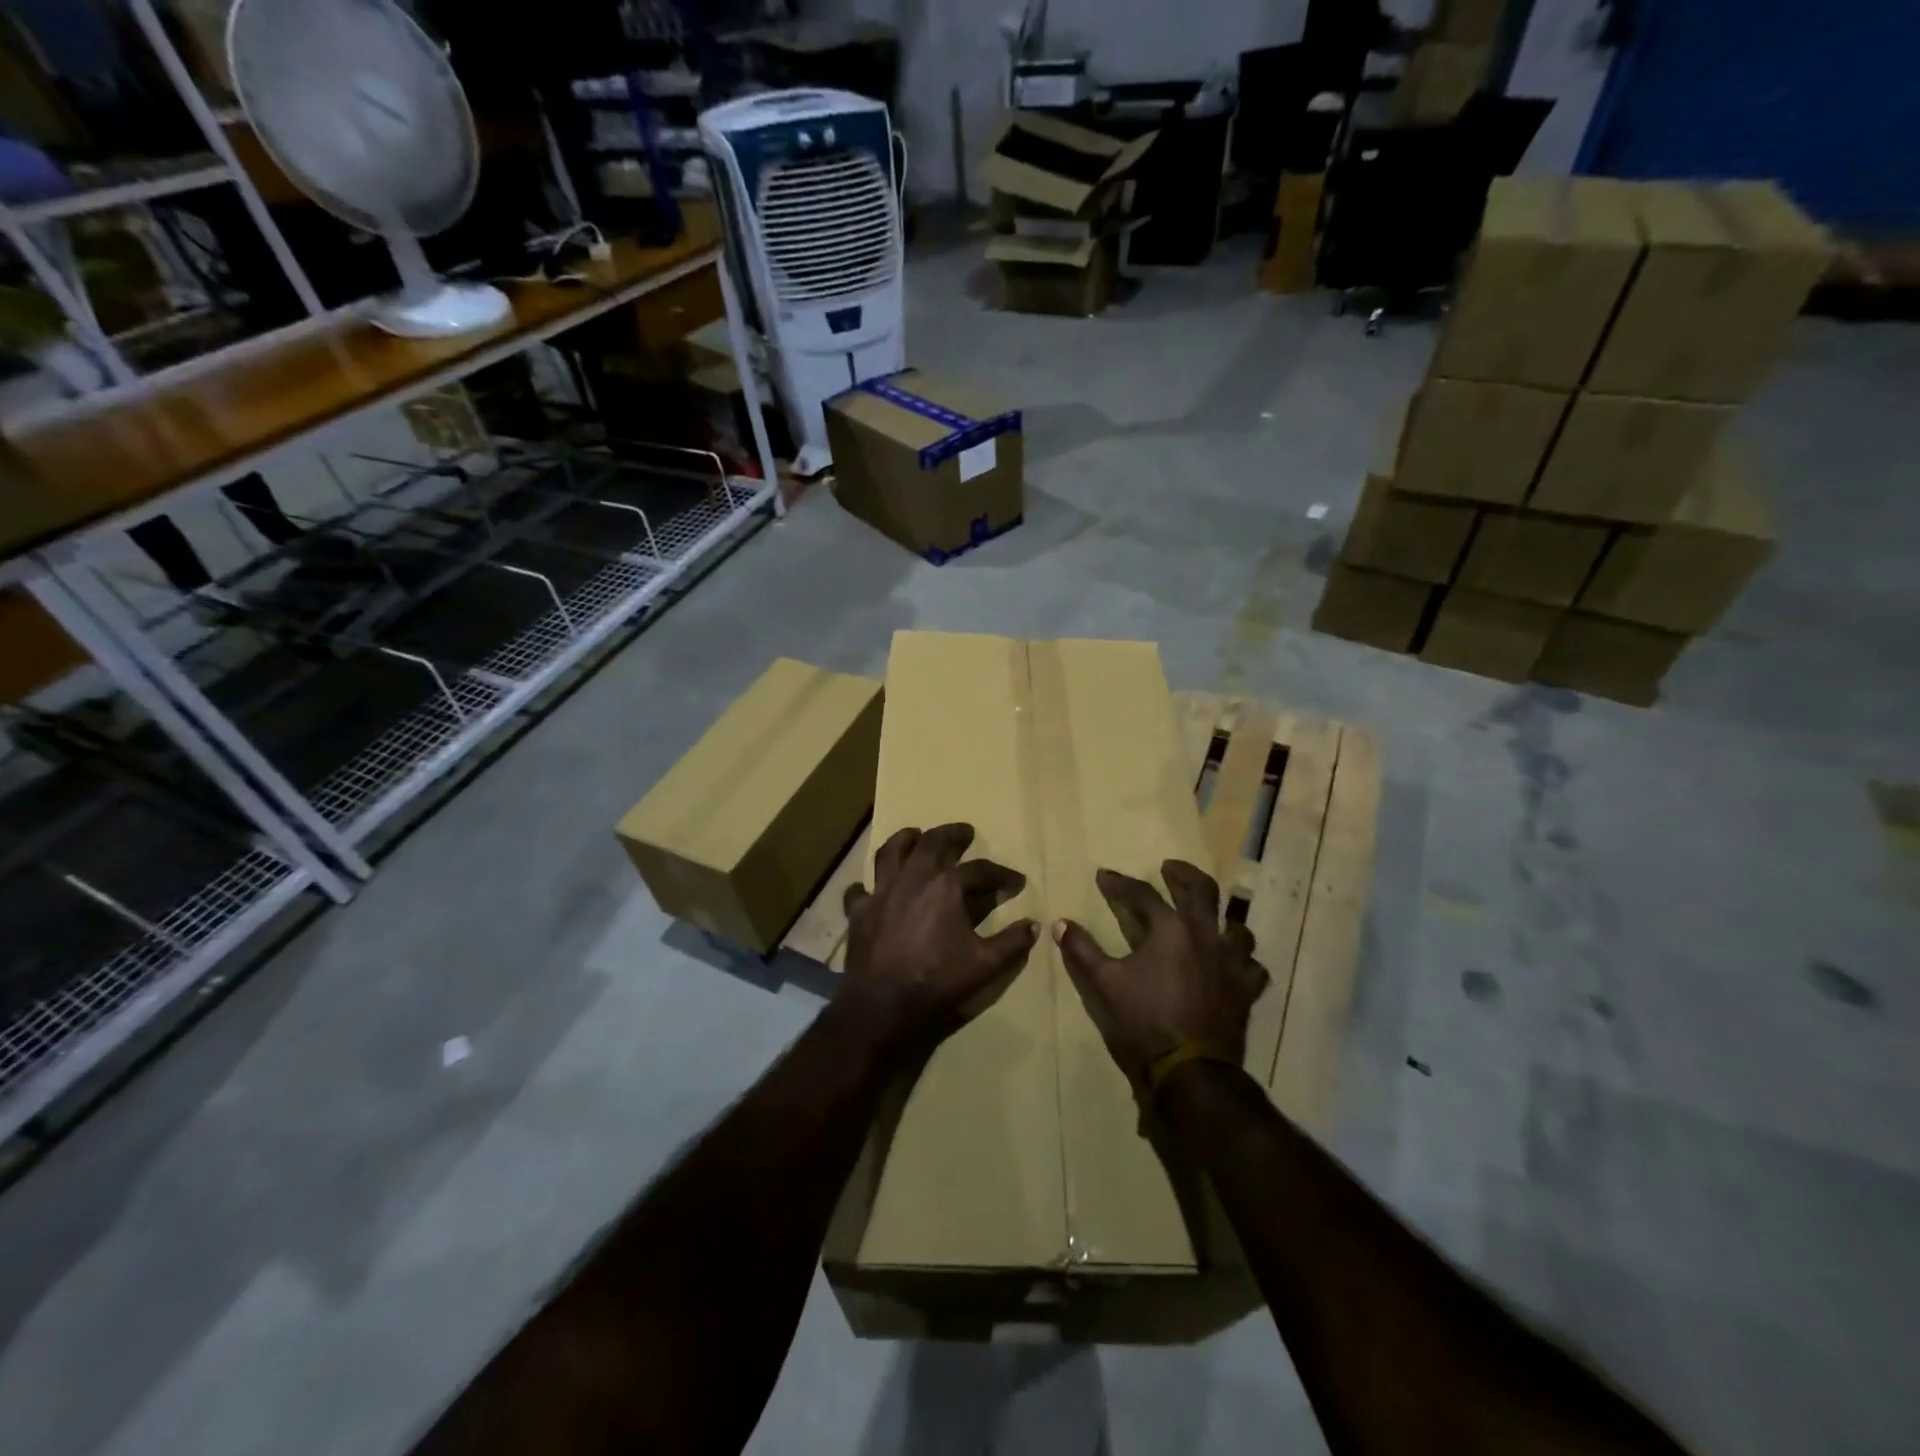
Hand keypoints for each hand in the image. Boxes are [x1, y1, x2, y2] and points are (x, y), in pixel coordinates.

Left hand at [842, 823, 1038, 1046]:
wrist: (883, 1004)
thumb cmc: (937, 981)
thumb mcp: (986, 965)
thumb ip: (1012, 943)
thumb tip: (1033, 925)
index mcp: (946, 887)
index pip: (980, 870)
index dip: (1001, 874)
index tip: (1016, 882)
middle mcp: (913, 878)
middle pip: (933, 842)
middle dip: (952, 835)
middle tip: (964, 833)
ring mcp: (882, 892)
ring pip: (891, 852)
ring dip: (905, 839)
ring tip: (915, 835)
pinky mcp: (859, 912)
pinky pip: (859, 890)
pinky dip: (866, 886)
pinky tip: (871, 888)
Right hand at [1055, 861, 1266, 1082]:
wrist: (1191, 1067)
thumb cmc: (1146, 1019)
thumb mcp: (1106, 982)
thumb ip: (1082, 950)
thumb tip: (1059, 923)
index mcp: (1170, 929)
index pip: (1142, 894)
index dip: (1120, 883)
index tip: (1103, 875)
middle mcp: (1205, 935)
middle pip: (1201, 890)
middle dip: (1183, 874)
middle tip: (1169, 868)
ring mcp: (1231, 961)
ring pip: (1235, 926)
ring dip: (1220, 916)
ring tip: (1209, 916)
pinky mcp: (1246, 989)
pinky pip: (1252, 966)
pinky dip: (1243, 961)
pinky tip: (1234, 963)